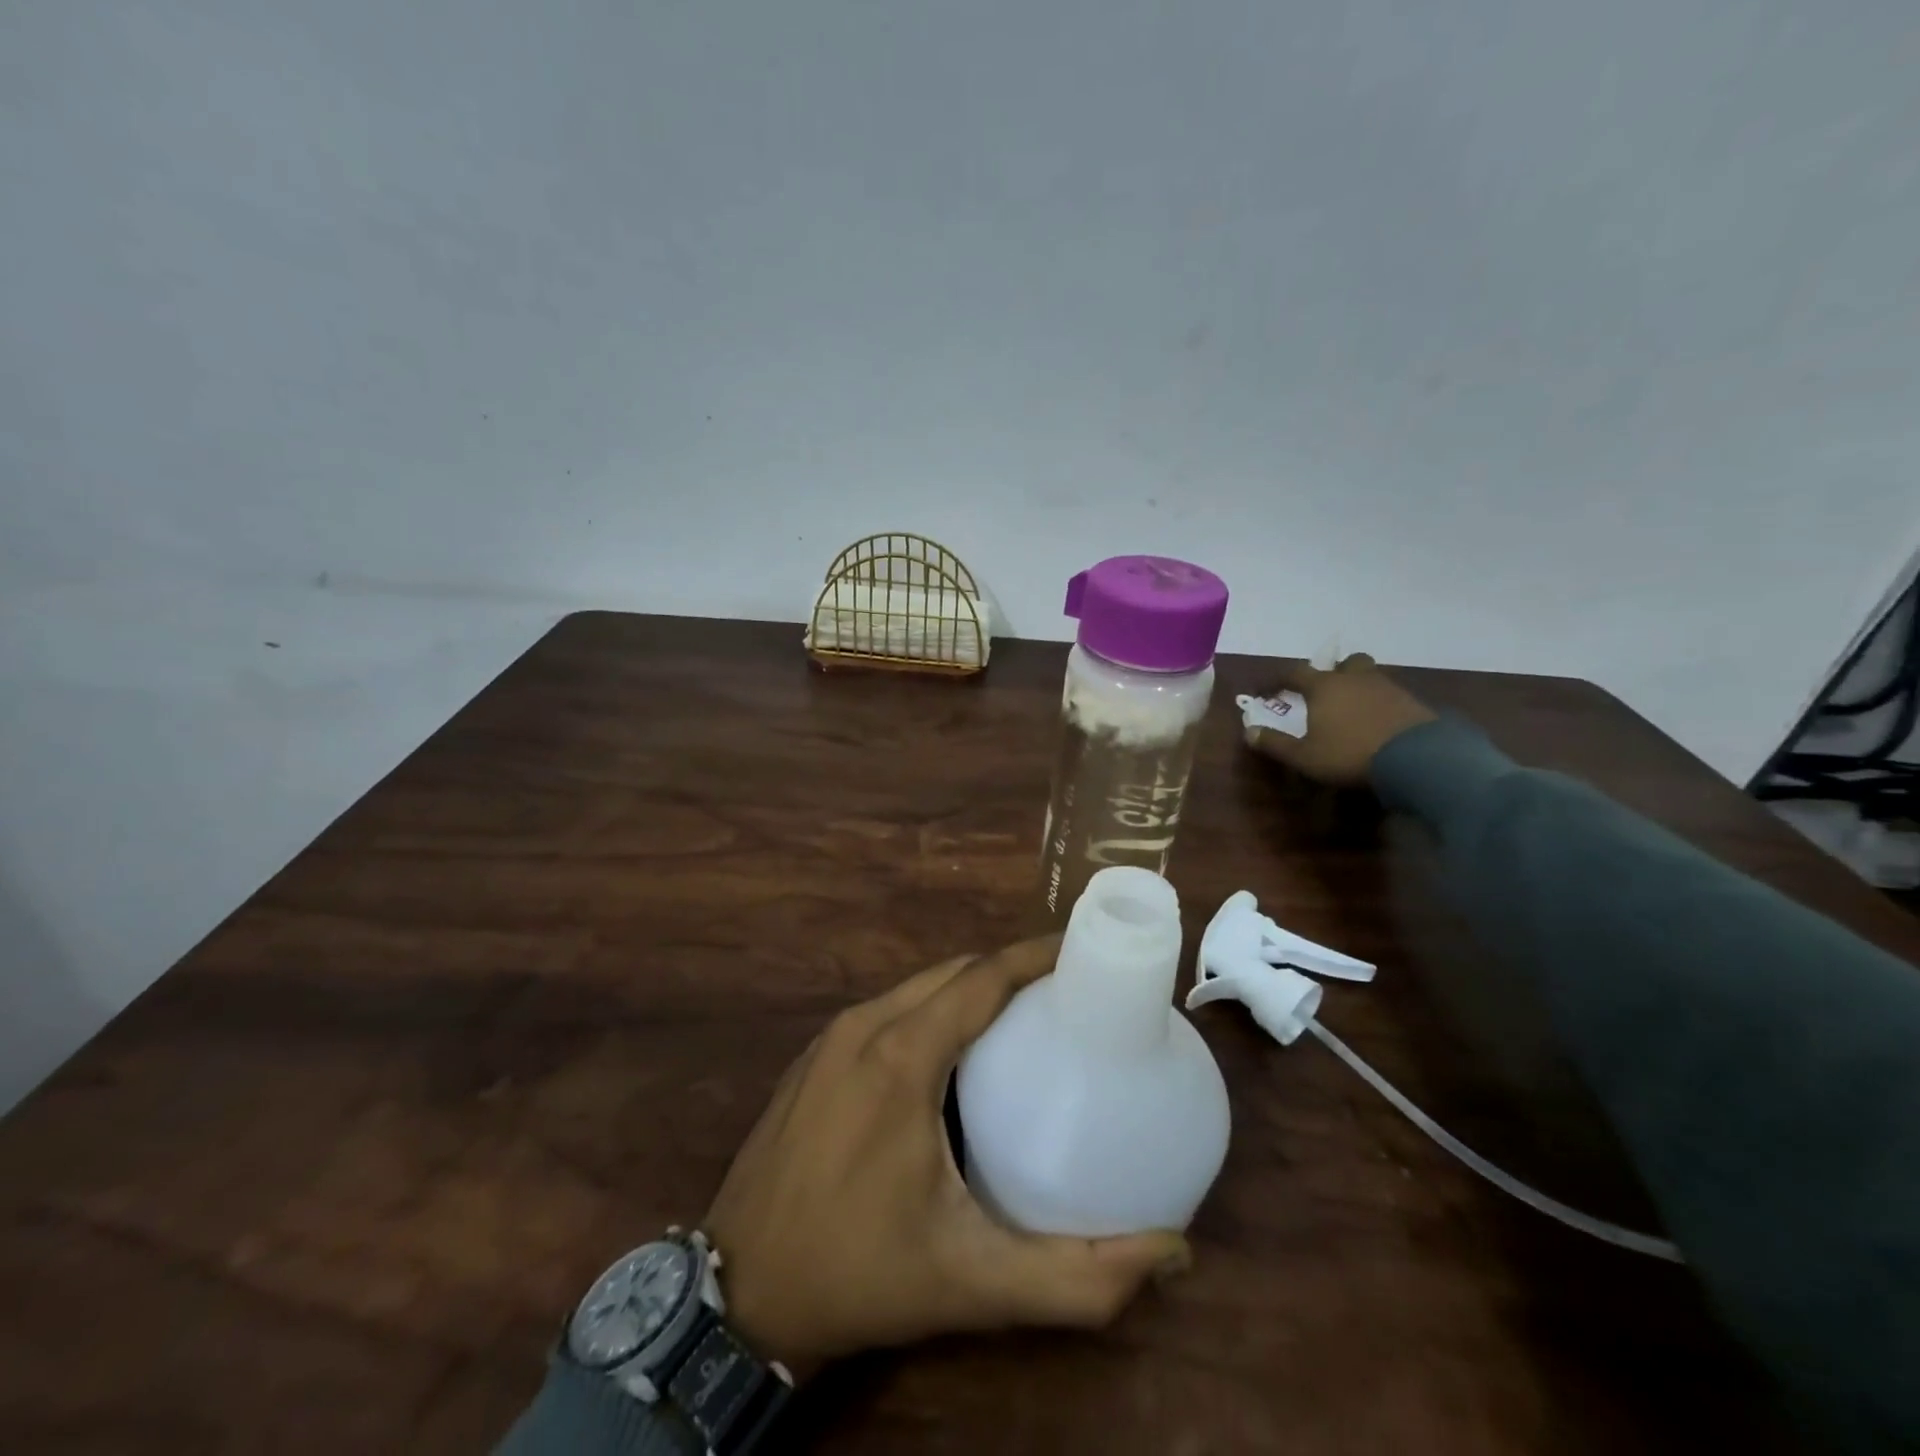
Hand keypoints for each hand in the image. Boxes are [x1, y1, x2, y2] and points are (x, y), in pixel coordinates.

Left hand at [704, 936, 1189, 1374]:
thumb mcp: (974, 1283)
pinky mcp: (814, 1055)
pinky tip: (954, 1049)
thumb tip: (1173, 1252)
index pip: (982, 978)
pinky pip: (887, 1009)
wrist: (739, 1293)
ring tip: (1022, 1017)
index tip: (1083, 951)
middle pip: (953, 973)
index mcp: (902, 1056)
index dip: (1036, 956)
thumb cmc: (860, 1274)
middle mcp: (865, 1026)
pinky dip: (932, 1008)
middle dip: (1010, 970)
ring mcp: (832, 1037)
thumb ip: (1078, 1276)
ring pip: (917, 986)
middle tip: (1065, 993)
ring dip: (971, 988)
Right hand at [1245, 653, 1435, 784]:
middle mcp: (1356, 679)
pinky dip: (1381, 705)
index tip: (1264, 690)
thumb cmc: (1350, 754)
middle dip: (1333, 672)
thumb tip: (1248, 732)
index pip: (1294, 673)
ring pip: (1371, 677)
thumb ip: (1275, 744)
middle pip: (1345, 663)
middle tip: (1324, 690)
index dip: (1276, 680)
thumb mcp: (1304, 756)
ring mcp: (1389, 688)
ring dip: (1359, 687)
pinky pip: (1392, 696)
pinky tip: (1379, 724)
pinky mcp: (1414, 704)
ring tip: (1353, 709)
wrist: (1419, 759)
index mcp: (1324, 687)